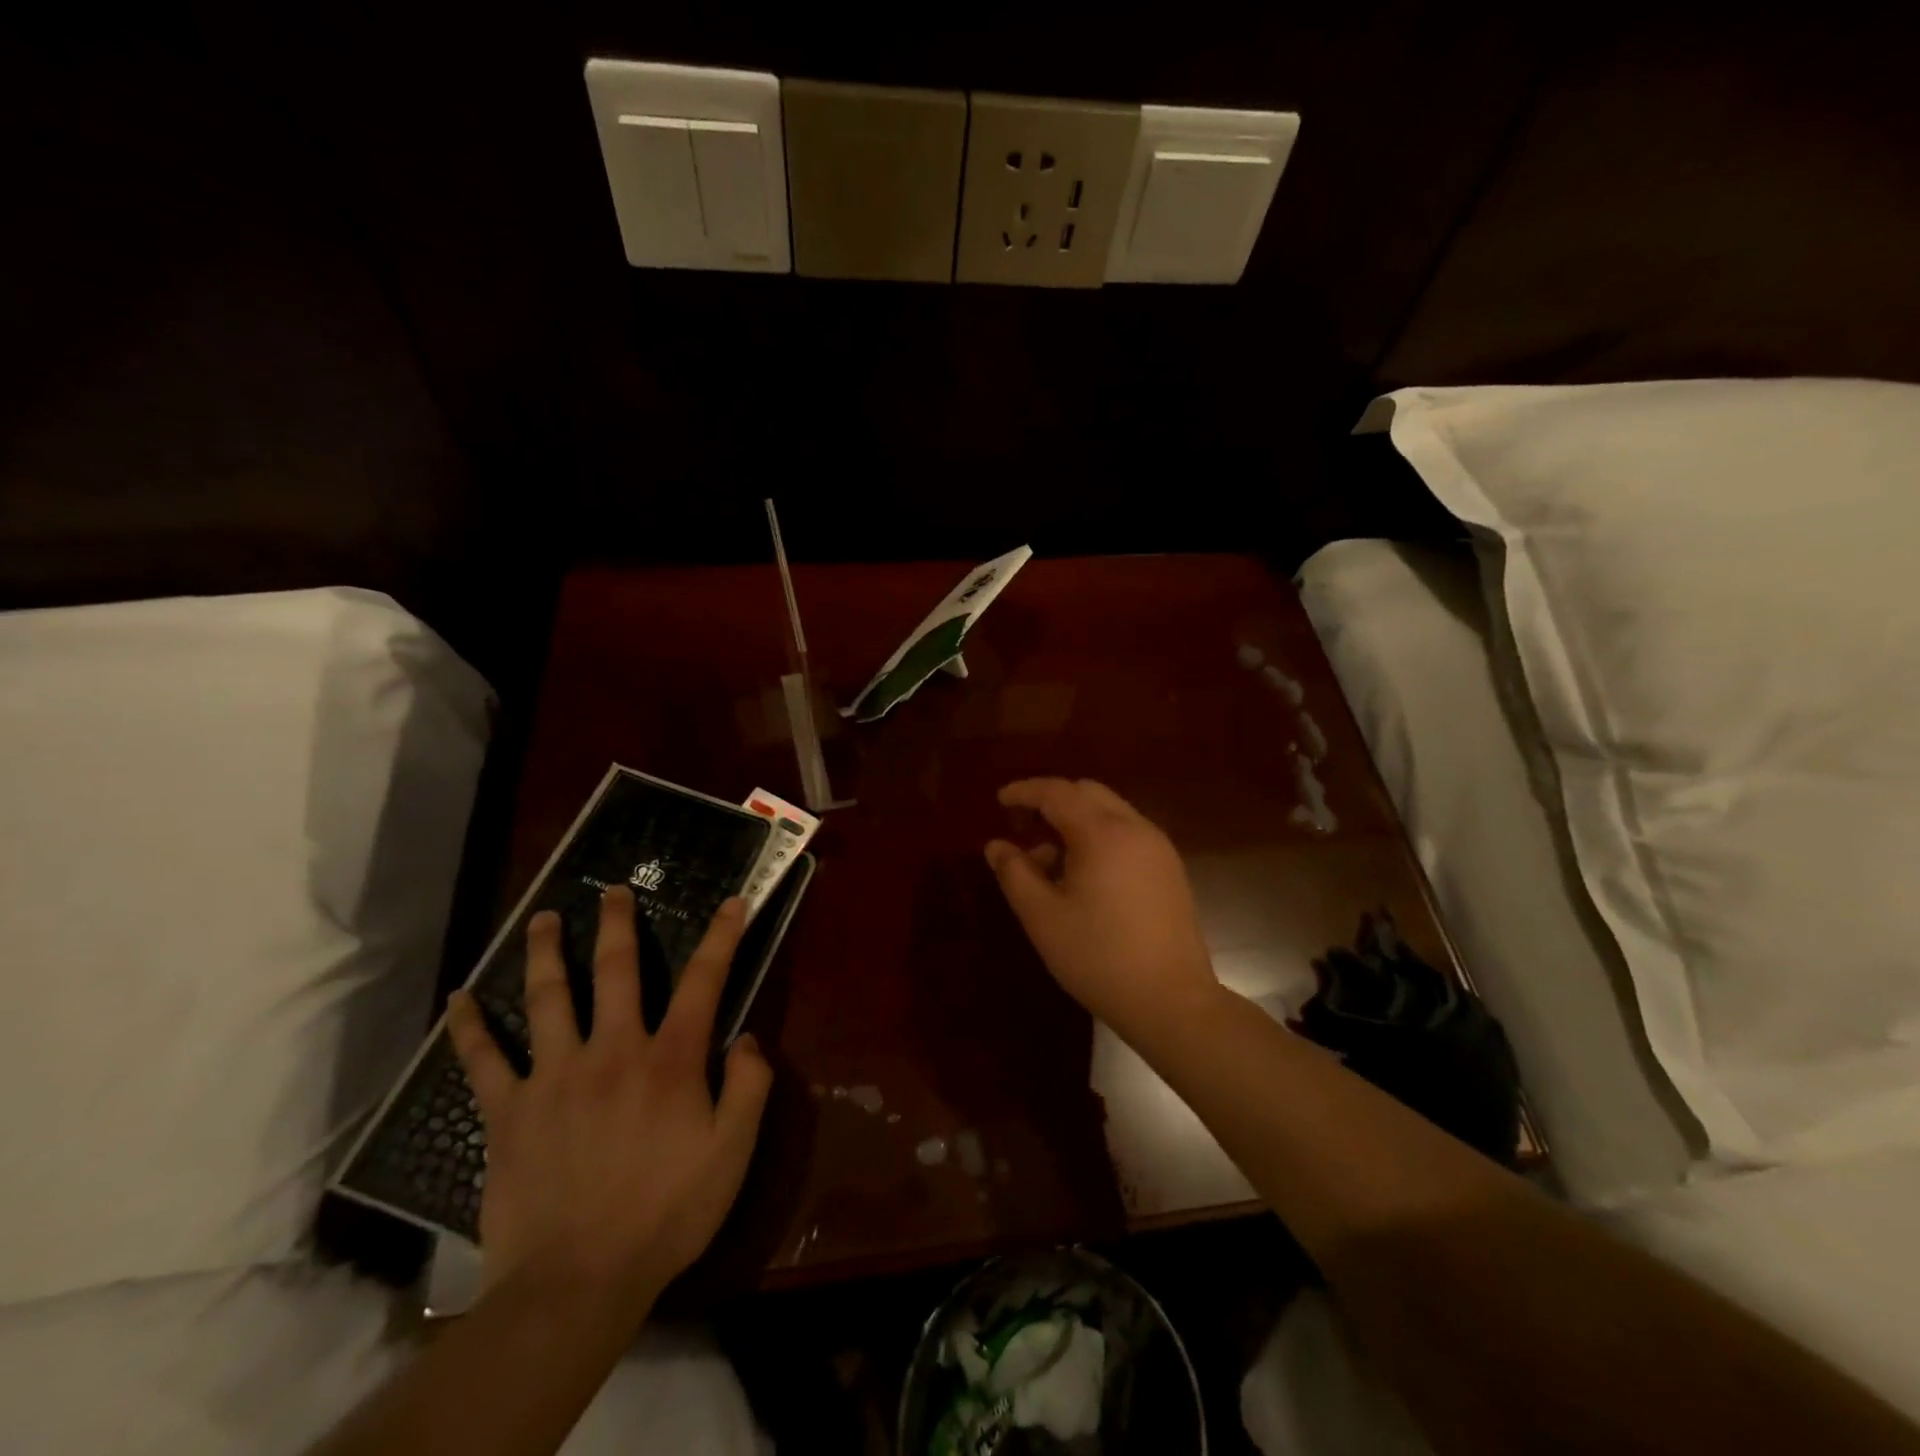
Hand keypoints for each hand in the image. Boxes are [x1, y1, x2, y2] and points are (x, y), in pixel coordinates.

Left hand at [446, 890, 772, 1316]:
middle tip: (612, 890)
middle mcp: (613, 1050)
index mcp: (670, 1059)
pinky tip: (459, 1000)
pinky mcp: (509, 1111)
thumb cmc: (666, 1213)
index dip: (722, 937)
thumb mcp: (732, 1153)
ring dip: (545, 953)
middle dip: (617, 924)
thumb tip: (747, 1037)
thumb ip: (748, 1087)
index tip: (731, 902)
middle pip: (615, 970)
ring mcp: (555, 1076)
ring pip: (548, 998)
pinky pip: (484, 1061)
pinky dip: (469, 1029)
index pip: (704, 981)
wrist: (576, 1282)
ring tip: (541, 919)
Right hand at [985, 778, 1220, 1042]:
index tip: (1000, 801)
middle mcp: (1135, 828)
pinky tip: (1083, 875)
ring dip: (1075, 821)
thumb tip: (996, 845)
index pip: (1057, 792)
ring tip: (1048, 860)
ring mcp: (1158, 847)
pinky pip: (1127, 834)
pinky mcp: (1170, 869)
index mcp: (1102, 833)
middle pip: (1087, 793)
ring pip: (1110, 812)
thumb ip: (1015, 874)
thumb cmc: (1099, 957)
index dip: (1025, 791)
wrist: (1172, 1001)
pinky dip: (1098, 837)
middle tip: (1022, 827)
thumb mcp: (1042, 917)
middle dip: (1051, 801)